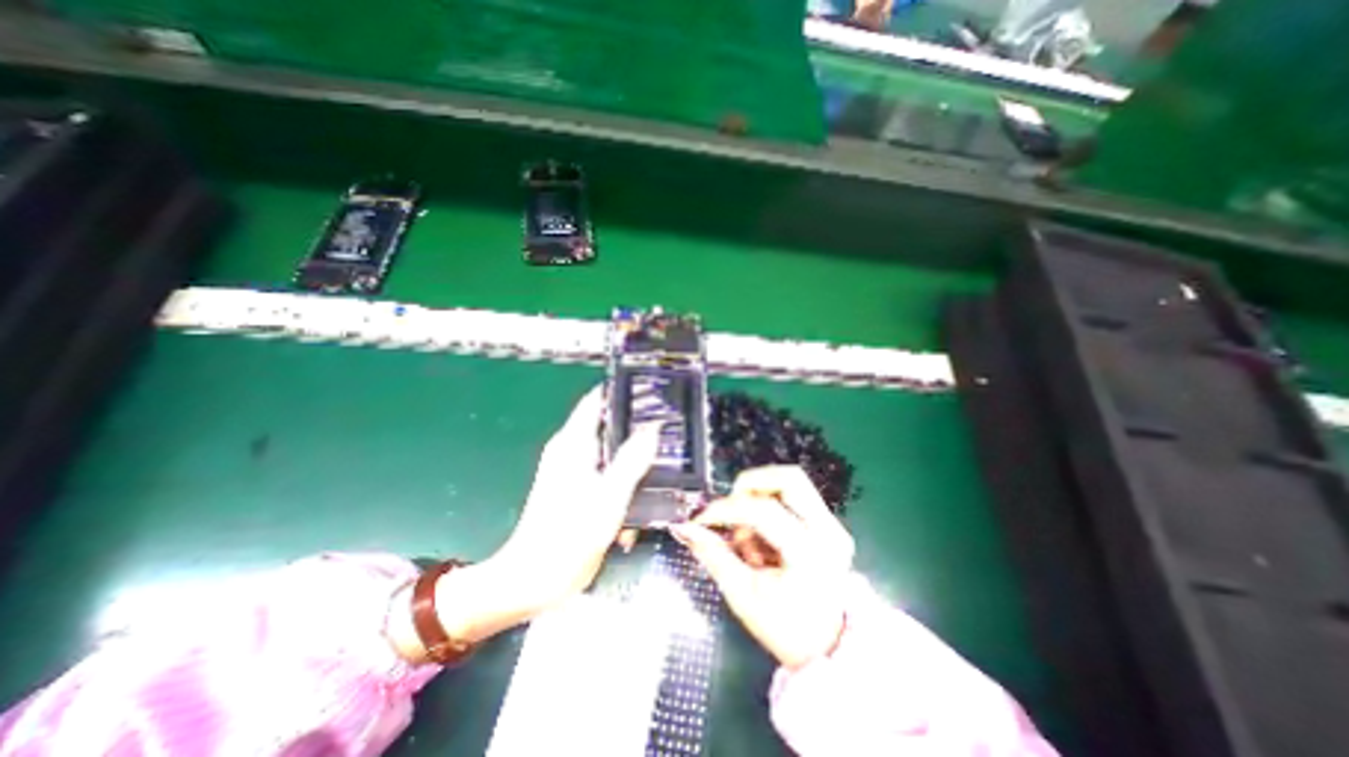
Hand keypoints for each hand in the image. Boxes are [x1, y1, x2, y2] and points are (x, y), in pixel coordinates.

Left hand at [391, 390, 657, 662]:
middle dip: (634, 425)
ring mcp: (572, 469)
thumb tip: (652, 430)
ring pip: (608, 449)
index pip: (596, 401)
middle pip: (605, 423)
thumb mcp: (609, 496)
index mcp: (573, 443)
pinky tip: (639, 490)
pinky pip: (604, 470)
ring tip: (660, 458)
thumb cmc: (569, 535)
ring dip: (630, 455)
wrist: (535, 579)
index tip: (651, 390)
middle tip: (666, 426)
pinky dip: (621, 476)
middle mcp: (570, 450)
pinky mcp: (576, 487)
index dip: (621, 391)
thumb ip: (632, 460)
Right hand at [670, 469, 850, 667]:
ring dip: (760, 493)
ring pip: (792, 480)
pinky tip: (763, 535)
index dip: (726, 508)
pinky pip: (795, 494)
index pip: (764, 511)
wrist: (827, 645)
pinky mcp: (830, 523)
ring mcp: (833, 524)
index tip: (701, 518)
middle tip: (732, 507)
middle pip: (788, 478)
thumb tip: (684, 526)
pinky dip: (770, 503)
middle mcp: (828, 531)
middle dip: (751, 484)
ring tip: (749, 528)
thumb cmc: (783, 626)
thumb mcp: (742, 596)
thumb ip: (713, 555)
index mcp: (808, 555)